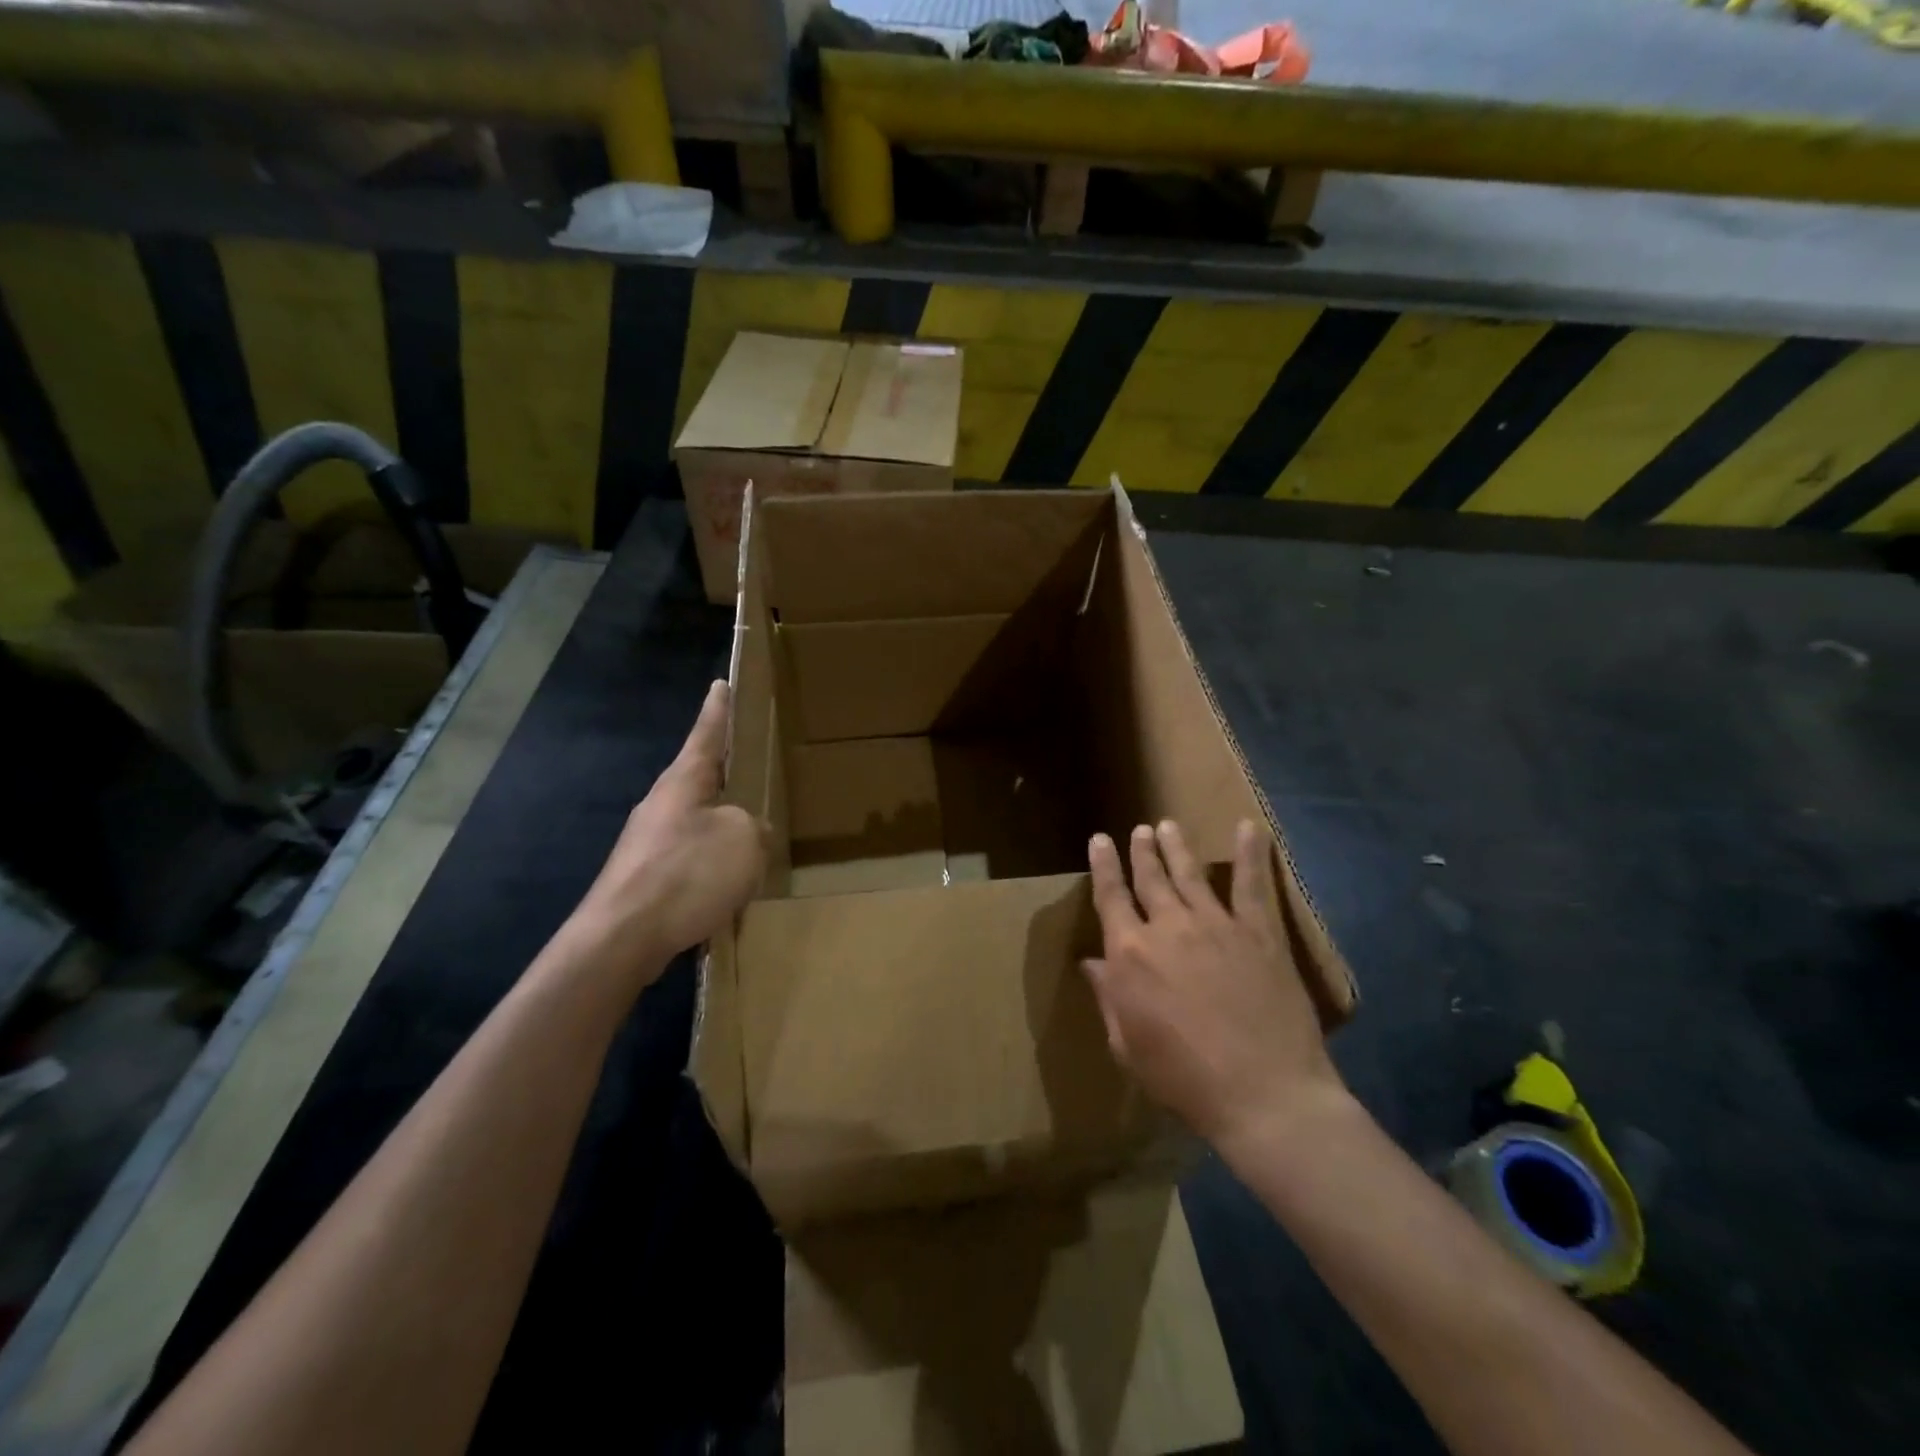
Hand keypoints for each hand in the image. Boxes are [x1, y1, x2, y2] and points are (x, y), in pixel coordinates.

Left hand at [570, 680, 764, 987]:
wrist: (622, 938)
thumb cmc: (686, 874)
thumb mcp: (743, 840)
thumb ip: (755, 826)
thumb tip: (748, 833)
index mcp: (684, 782)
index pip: (706, 733)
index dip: (718, 709)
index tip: (720, 682)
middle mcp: (662, 804)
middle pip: (700, 778)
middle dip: (725, 773)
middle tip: (751, 765)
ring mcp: (650, 842)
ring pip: (697, 821)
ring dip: (723, 826)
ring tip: (752, 836)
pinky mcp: (646, 877)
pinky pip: (690, 859)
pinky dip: (712, 864)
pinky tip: (730, 885)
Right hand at [1084, 820, 1343, 1148]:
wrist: (1263, 1095)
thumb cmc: (1184, 1080)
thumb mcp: (1127, 1046)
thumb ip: (1109, 998)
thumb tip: (1093, 963)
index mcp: (1130, 953)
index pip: (1110, 897)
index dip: (1103, 866)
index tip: (1099, 841)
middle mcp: (1168, 927)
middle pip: (1149, 878)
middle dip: (1140, 851)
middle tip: (1138, 830)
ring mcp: (1216, 924)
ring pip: (1190, 873)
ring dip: (1176, 846)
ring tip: (1167, 825)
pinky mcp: (1258, 932)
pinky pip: (1252, 885)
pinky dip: (1250, 854)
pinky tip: (1248, 827)